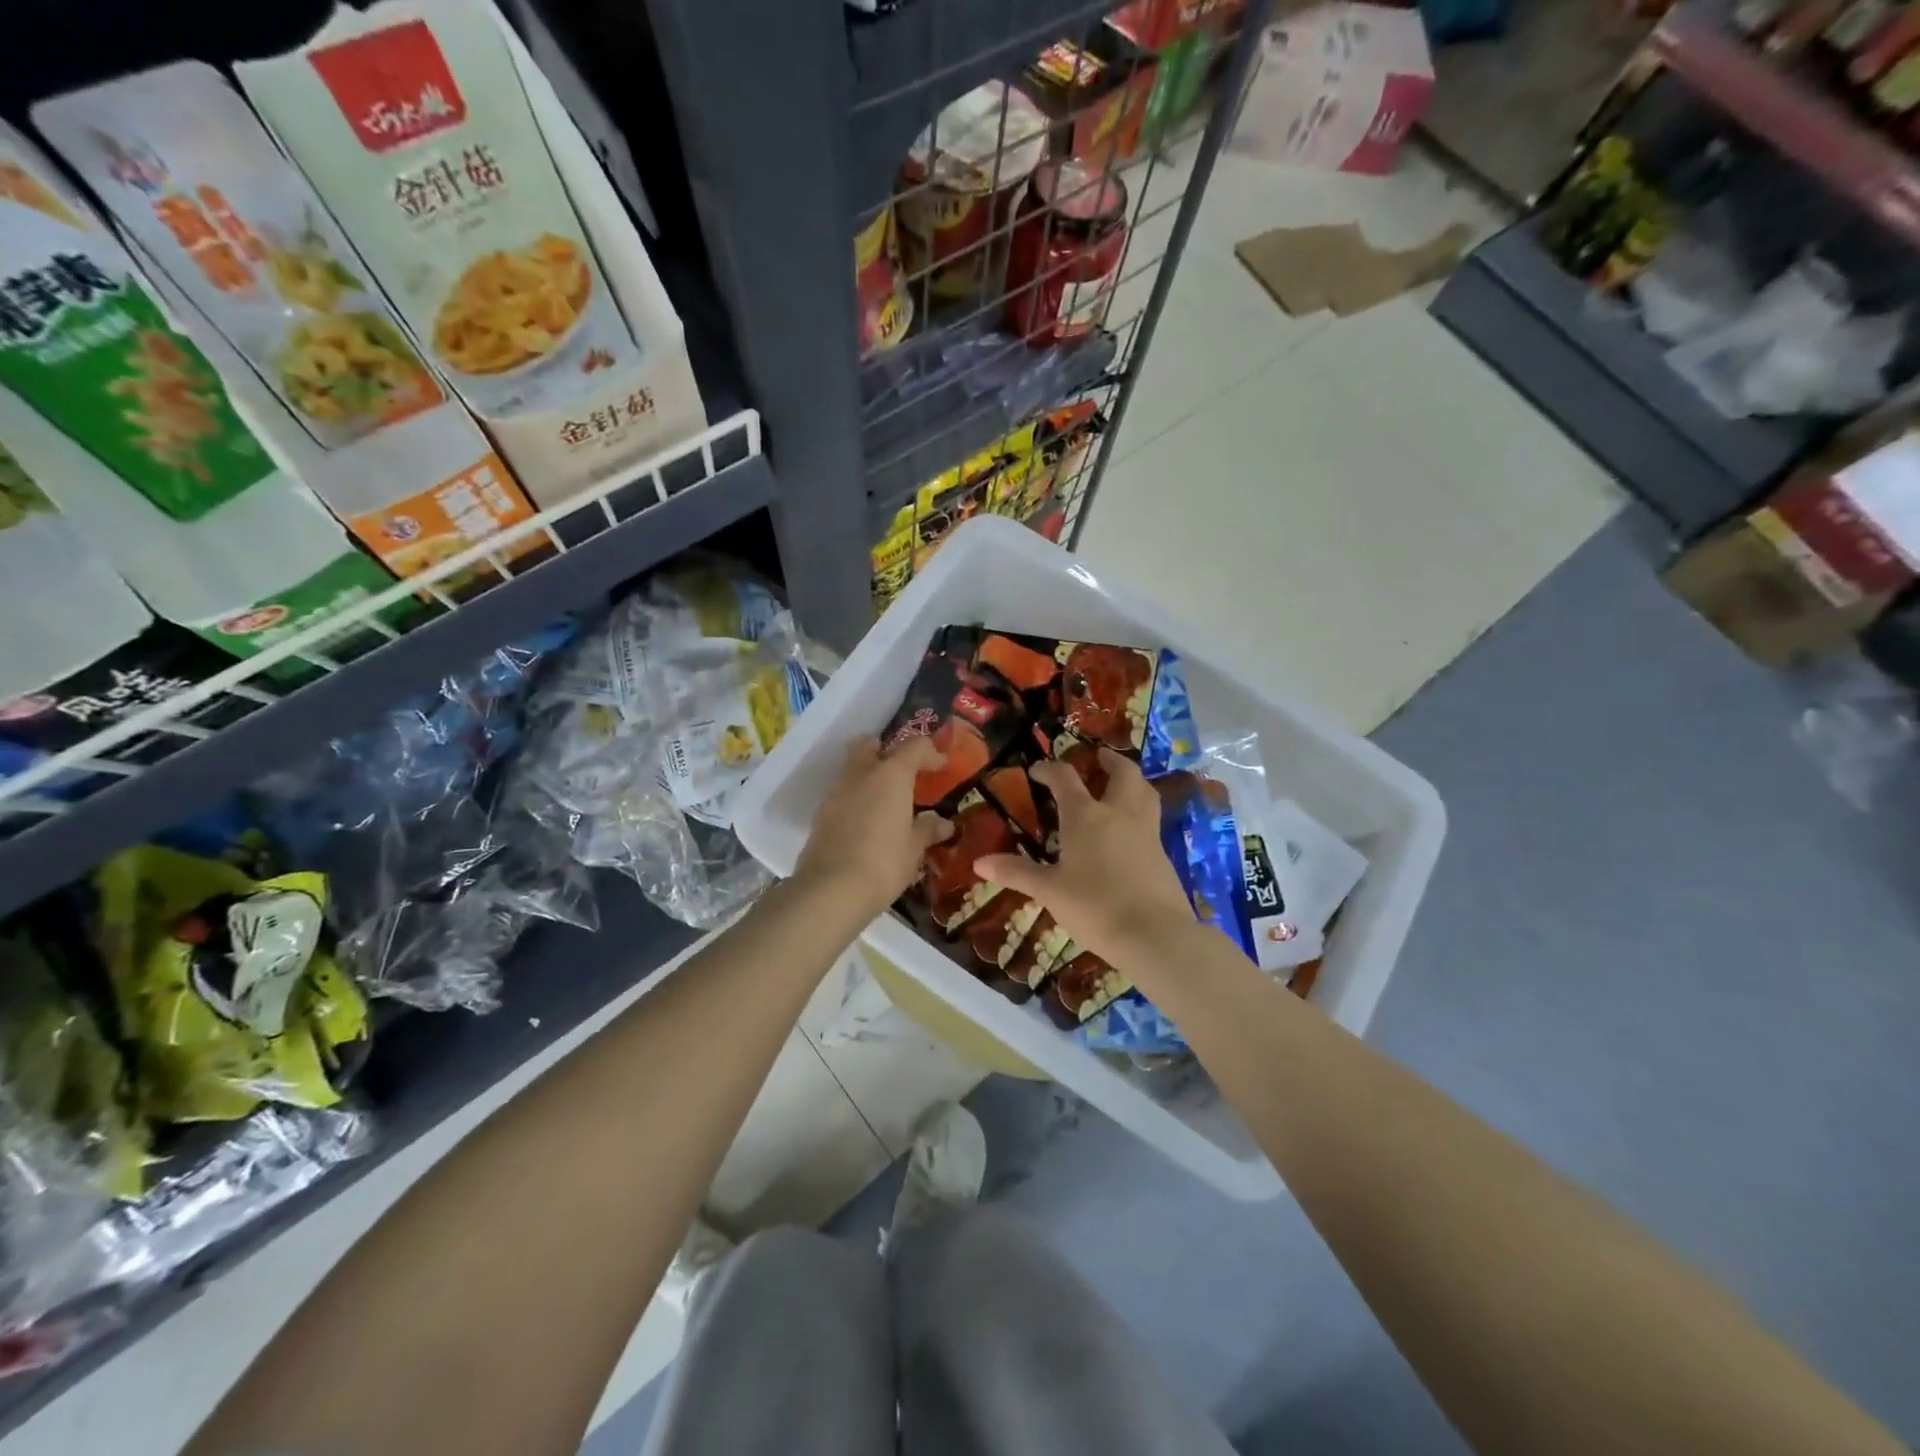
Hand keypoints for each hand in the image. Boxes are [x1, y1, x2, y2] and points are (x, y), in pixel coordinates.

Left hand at [794, 736, 953, 916]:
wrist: (830, 890)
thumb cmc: (883, 863)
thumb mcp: (914, 849)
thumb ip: (928, 829)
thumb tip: (943, 824)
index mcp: (891, 775)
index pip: (915, 747)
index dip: (931, 753)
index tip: (942, 766)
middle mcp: (862, 773)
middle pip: (872, 745)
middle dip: (887, 751)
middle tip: (904, 773)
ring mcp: (837, 791)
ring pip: (853, 767)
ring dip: (870, 774)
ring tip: (887, 800)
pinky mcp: (821, 812)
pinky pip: (843, 792)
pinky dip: (856, 797)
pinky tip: (867, 820)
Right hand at [975, 748, 1197, 969]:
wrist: (1154, 934)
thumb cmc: (1095, 906)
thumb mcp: (1049, 891)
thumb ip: (1017, 873)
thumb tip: (979, 862)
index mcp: (1086, 816)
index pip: (1065, 778)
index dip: (1049, 769)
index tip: (1037, 770)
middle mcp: (1119, 813)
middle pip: (1122, 773)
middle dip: (1110, 761)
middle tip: (1099, 757)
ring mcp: (1146, 831)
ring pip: (1145, 792)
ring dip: (1133, 781)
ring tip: (1121, 784)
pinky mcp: (1163, 853)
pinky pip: (1152, 820)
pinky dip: (1141, 812)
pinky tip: (1130, 830)